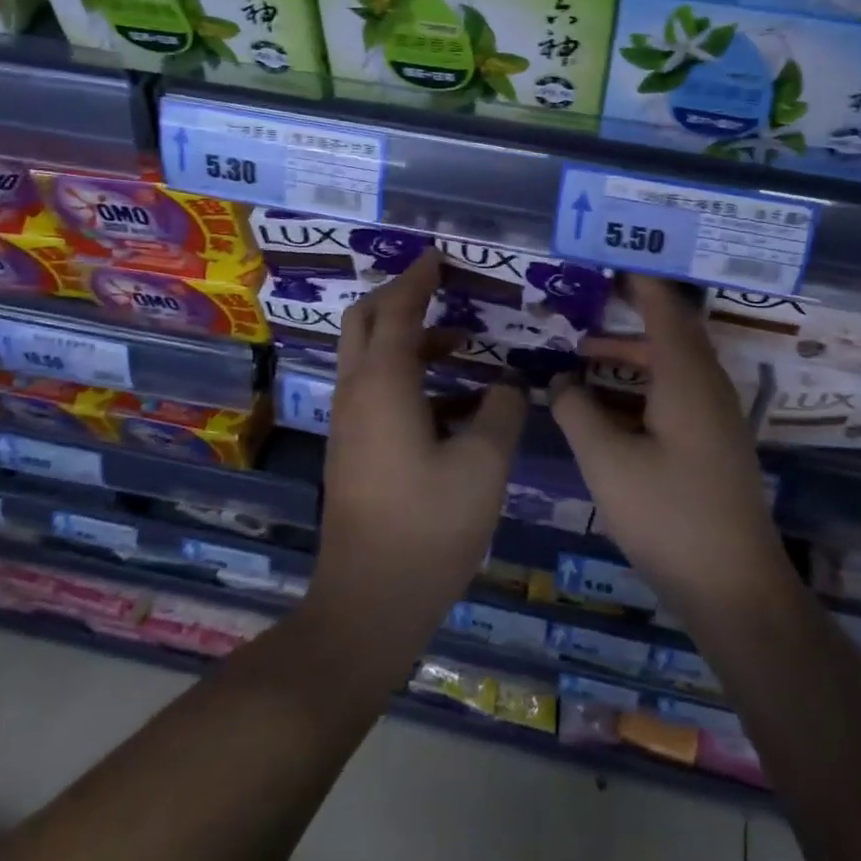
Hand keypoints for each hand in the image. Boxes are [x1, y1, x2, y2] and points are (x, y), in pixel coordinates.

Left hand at [310, 248, 526, 661]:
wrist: (368, 604)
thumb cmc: (427, 527)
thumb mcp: (483, 466)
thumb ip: (503, 413)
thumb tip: (511, 386)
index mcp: (383, 385)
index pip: (396, 310)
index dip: (418, 279)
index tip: (439, 257)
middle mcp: (356, 394)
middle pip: (364, 323)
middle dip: (398, 297)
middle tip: (440, 288)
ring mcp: (349, 424)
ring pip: (368, 357)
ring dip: (407, 339)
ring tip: (460, 341)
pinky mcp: (354, 450)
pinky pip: (376, 390)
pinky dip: (407, 375)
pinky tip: (454, 399)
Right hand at [549, 274, 794, 624]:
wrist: (735, 588)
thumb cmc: (669, 516)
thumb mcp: (607, 462)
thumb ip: (577, 411)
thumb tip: (560, 379)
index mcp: (686, 378)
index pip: (663, 307)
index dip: (638, 279)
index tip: (609, 256)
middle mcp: (707, 386)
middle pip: (671, 329)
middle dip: (631, 309)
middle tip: (590, 294)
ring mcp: (715, 416)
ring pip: (673, 363)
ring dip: (633, 350)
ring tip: (585, 349)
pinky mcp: (714, 442)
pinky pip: (676, 390)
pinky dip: (643, 380)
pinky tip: (610, 401)